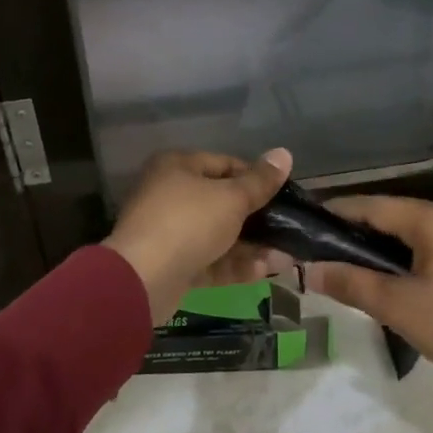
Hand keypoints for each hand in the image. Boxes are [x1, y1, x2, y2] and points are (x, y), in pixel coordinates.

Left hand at [104, 149, 294, 323]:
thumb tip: (284, 153)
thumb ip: (260, 181)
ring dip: (251, 246)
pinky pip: (209, 260)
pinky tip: (263, 271)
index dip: (257, 178)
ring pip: (218, 235)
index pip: (225, 164)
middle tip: (289, 229)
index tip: (284, 194)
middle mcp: (170, 195)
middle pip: (222, 203)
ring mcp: (170, 232)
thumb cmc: (189, 223)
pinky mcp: (172, 264)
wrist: (144, 278)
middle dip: (258, 219)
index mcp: (178, 167)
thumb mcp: (232, 198)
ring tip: (285, 256)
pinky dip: (234, 265)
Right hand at [307, 196, 432, 432]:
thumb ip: (350, 283)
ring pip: (417, 229)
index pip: (375, 205)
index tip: (306, 222)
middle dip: (359, 230)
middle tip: (322, 247)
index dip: (338, 212)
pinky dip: (410, 253)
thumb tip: (308, 271)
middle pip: (396, 214)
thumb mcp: (397, 307)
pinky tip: (390, 272)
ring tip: (348, 261)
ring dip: (384, 243)